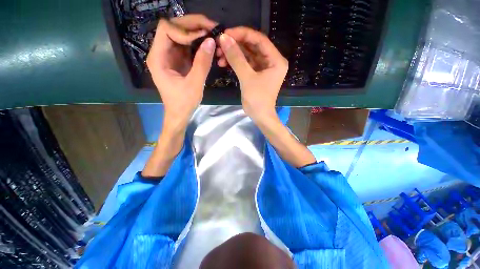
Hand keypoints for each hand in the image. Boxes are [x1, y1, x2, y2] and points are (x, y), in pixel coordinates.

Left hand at [147, 15, 216, 125]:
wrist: (179, 114)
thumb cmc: (183, 103)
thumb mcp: (195, 84)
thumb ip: (202, 63)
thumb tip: (211, 41)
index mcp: (158, 58)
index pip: (167, 30)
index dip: (185, 30)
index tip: (203, 38)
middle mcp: (161, 53)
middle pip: (174, 28)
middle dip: (192, 25)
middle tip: (212, 27)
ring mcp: (169, 56)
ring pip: (181, 35)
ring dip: (196, 32)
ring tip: (212, 34)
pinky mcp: (178, 61)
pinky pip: (186, 46)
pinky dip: (197, 43)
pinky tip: (207, 45)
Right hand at [217, 27, 287, 121]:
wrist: (260, 116)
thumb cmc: (257, 99)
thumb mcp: (247, 78)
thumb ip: (236, 58)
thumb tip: (224, 38)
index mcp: (276, 60)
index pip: (259, 40)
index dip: (242, 34)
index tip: (226, 33)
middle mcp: (272, 61)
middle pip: (253, 46)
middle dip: (236, 45)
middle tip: (220, 44)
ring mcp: (264, 68)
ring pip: (248, 55)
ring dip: (234, 54)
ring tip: (219, 55)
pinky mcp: (257, 74)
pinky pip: (246, 64)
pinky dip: (235, 63)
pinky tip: (224, 63)